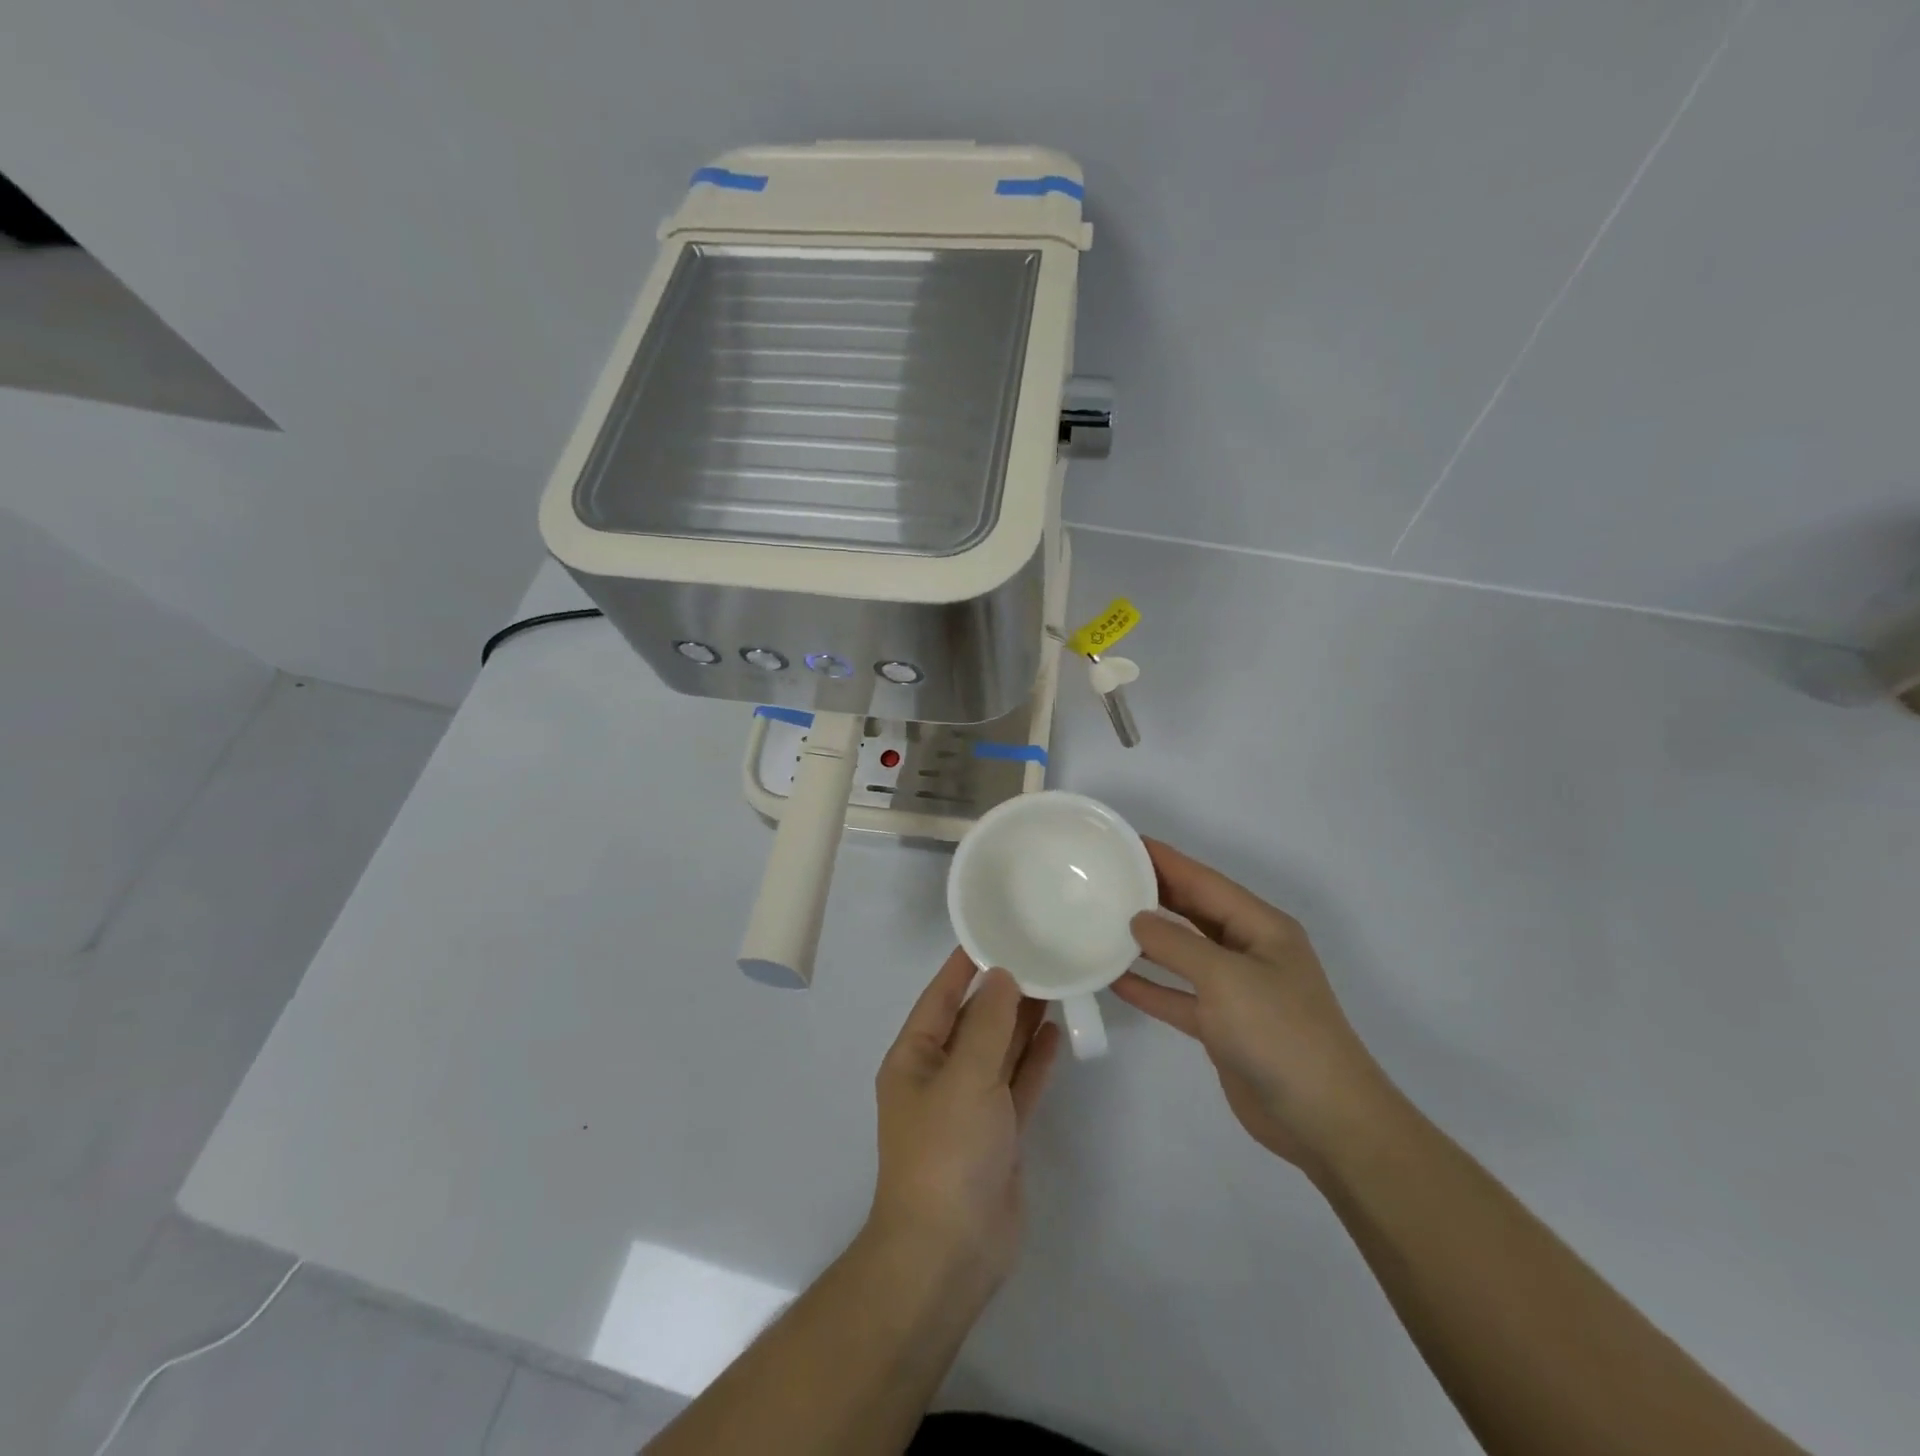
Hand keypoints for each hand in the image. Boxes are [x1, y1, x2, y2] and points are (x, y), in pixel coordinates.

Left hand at [867, 949, 1061, 1289]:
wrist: (950, 1253)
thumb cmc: (946, 1151)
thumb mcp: (966, 1077)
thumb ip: (988, 1024)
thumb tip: (1002, 975)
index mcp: (915, 1057)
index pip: (941, 996)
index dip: (965, 965)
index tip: (995, 932)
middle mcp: (940, 1075)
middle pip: (974, 1021)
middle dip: (1003, 991)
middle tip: (1040, 954)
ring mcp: (971, 1106)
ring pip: (999, 1050)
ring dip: (1022, 1021)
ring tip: (1055, 984)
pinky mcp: (998, 1132)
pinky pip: (1018, 1083)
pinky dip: (1034, 1060)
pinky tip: (1056, 1033)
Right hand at [1112, 839, 1393, 1173]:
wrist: (1323, 1120)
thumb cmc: (1280, 1033)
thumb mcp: (1225, 978)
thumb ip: (1176, 944)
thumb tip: (1137, 920)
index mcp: (1261, 927)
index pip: (1204, 881)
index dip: (1164, 860)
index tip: (1124, 842)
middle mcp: (1249, 951)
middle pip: (1193, 912)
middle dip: (1153, 893)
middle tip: (1106, 877)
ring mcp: (1236, 990)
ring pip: (1183, 953)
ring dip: (1146, 940)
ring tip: (1102, 921)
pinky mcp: (1223, 1026)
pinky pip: (1178, 996)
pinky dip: (1151, 987)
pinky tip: (1114, 979)